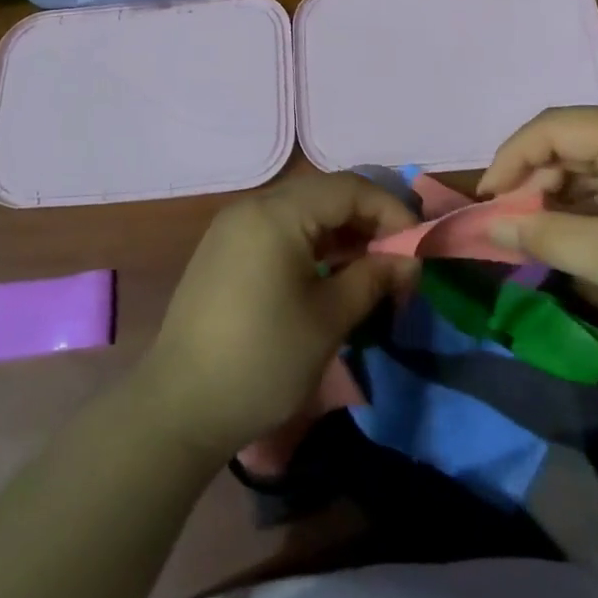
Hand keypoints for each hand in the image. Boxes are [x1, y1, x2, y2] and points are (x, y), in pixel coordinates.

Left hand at [142, 173, 419, 460]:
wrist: (179, 408)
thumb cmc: (263, 360)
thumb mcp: (329, 319)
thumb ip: (374, 278)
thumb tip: (409, 261)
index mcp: (277, 213)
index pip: (349, 188)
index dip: (391, 212)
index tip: (419, 248)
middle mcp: (253, 207)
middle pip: (325, 194)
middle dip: (369, 221)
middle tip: (398, 260)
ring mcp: (233, 227)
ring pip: (303, 212)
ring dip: (342, 234)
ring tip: (371, 270)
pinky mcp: (224, 251)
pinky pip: (280, 230)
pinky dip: (313, 244)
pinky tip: (331, 274)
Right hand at [478, 107, 597, 365]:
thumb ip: (542, 235)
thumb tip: (490, 226)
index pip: (552, 127)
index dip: (510, 159)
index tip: (486, 200)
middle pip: (575, 140)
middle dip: (536, 178)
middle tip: (514, 222)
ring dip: (564, 192)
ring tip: (542, 231)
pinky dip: (595, 203)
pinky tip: (582, 232)